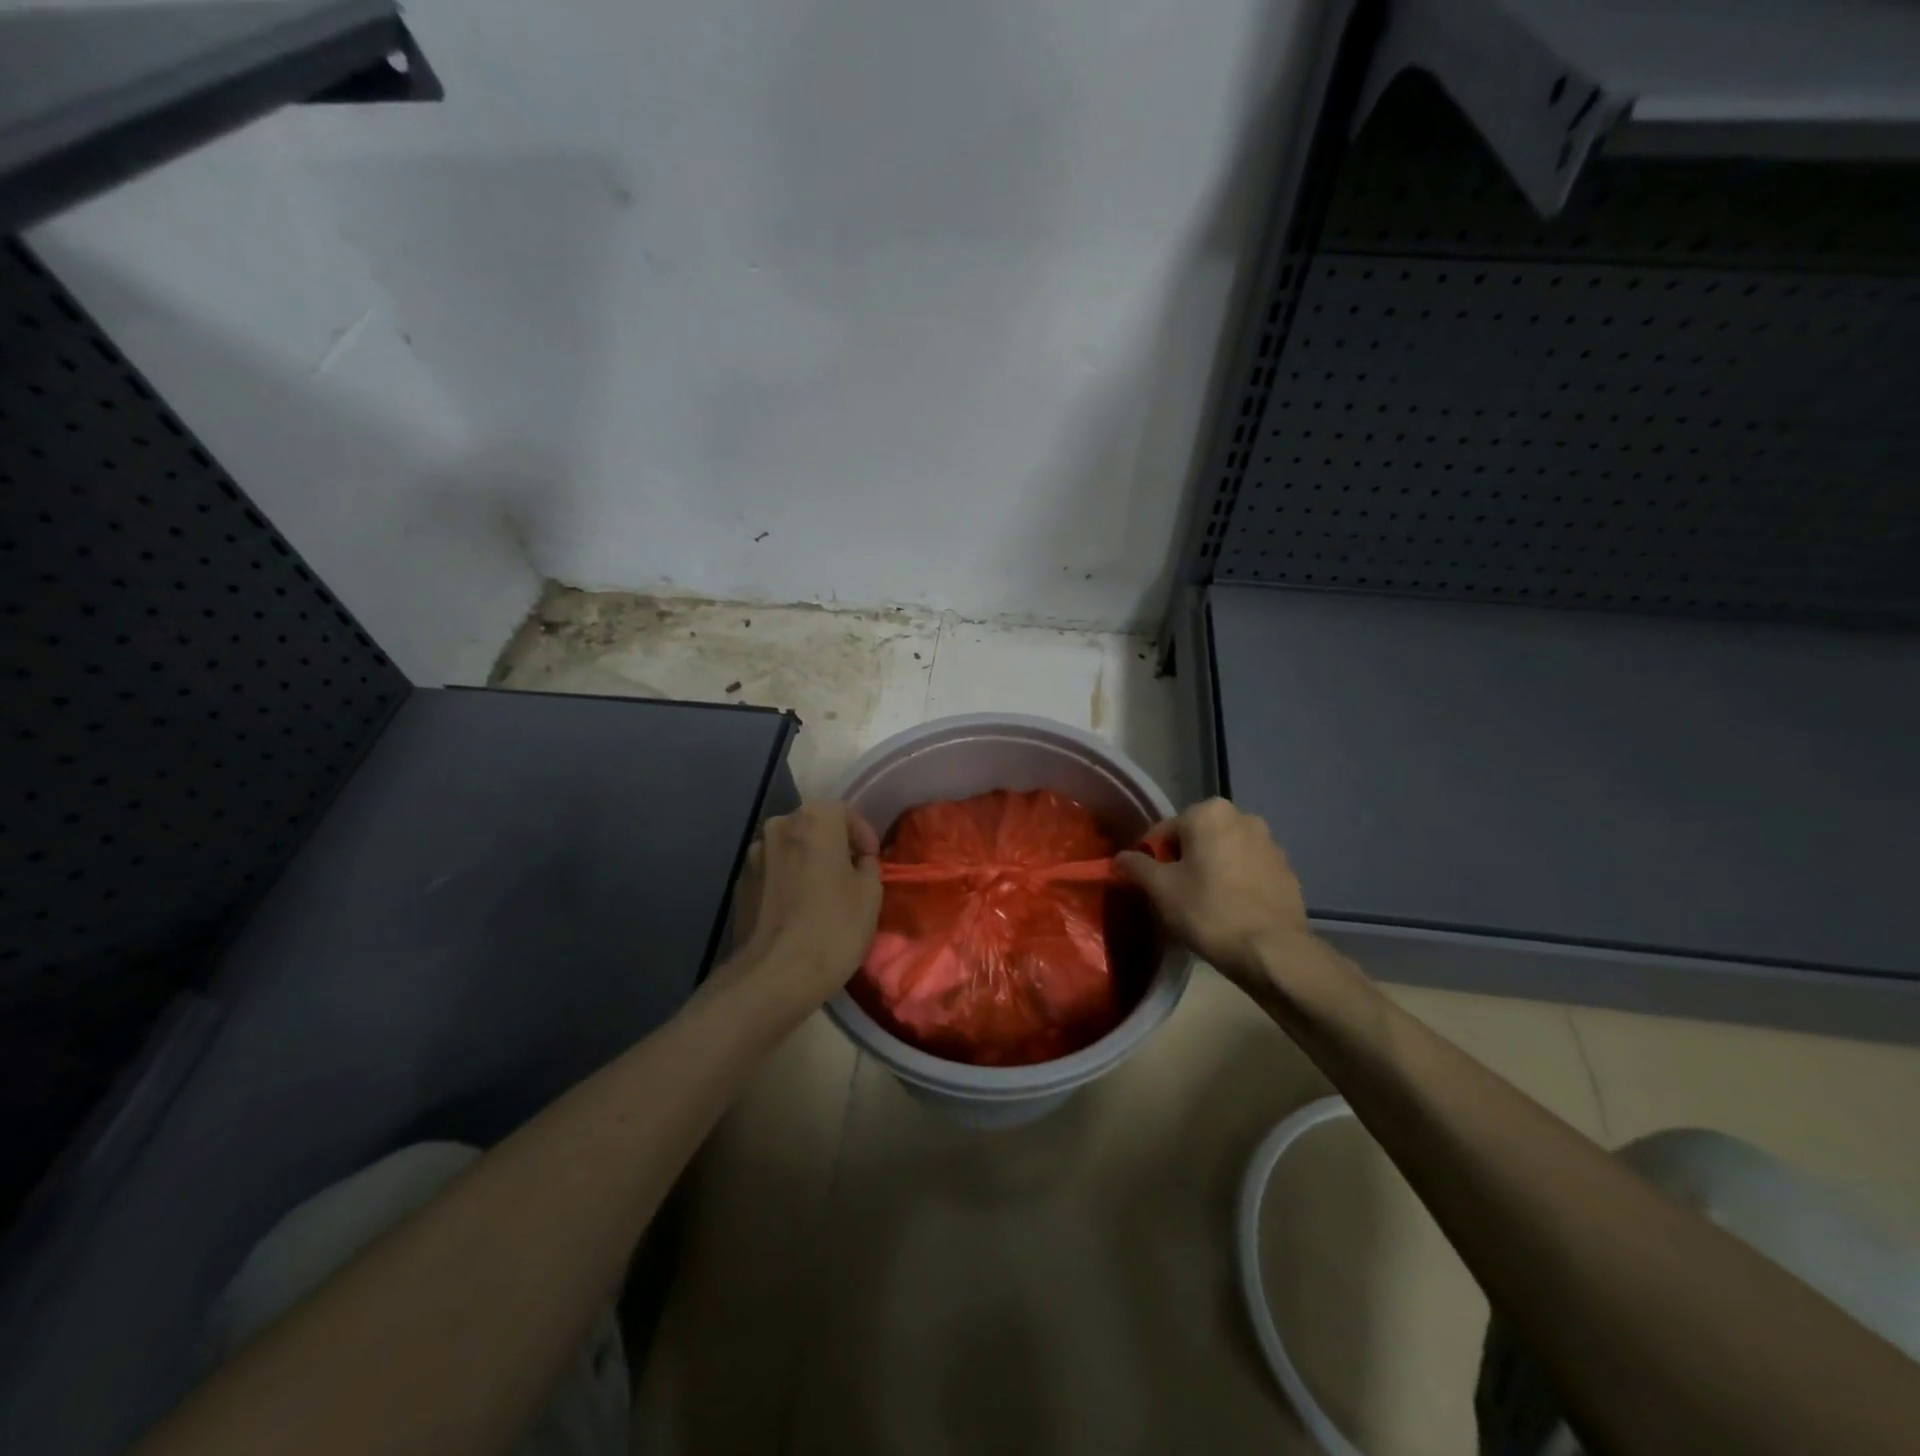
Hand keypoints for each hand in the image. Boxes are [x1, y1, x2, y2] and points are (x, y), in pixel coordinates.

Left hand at [721, 801, 882, 1017]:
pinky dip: (788, 881)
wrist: (773, 976)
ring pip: (791, 849)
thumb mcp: (870, 894)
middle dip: (834, 845)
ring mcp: (753, 855)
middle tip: (851, 876)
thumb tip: (857, 863)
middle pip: (814, 827)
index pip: (844, 812)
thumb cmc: (833, 927)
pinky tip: (799, 911)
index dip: (862, 835)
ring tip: (823, 895)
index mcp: (813, 820)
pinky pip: (773, 872)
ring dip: (808, 862)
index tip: (872, 861)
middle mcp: (777, 827)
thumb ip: (867, 865)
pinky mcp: (740, 884)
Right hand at [1115, 798, 1326, 992]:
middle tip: (1174, 897)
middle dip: (1183, 863)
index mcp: (1210, 813)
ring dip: (1211, 872)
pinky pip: (1248, 872)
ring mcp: (1271, 844)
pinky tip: (1230, 912)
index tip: (1149, 885)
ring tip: (1203, 907)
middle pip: (1197, 839)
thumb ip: (1136, 866)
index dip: (1151, 858)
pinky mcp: (1287, 871)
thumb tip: (1121, 858)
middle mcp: (1244, 818)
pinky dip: (1235, 884)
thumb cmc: (1209, 911)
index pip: (1165, 831)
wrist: (1273, 951)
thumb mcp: (1160, 889)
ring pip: (1224, 854)